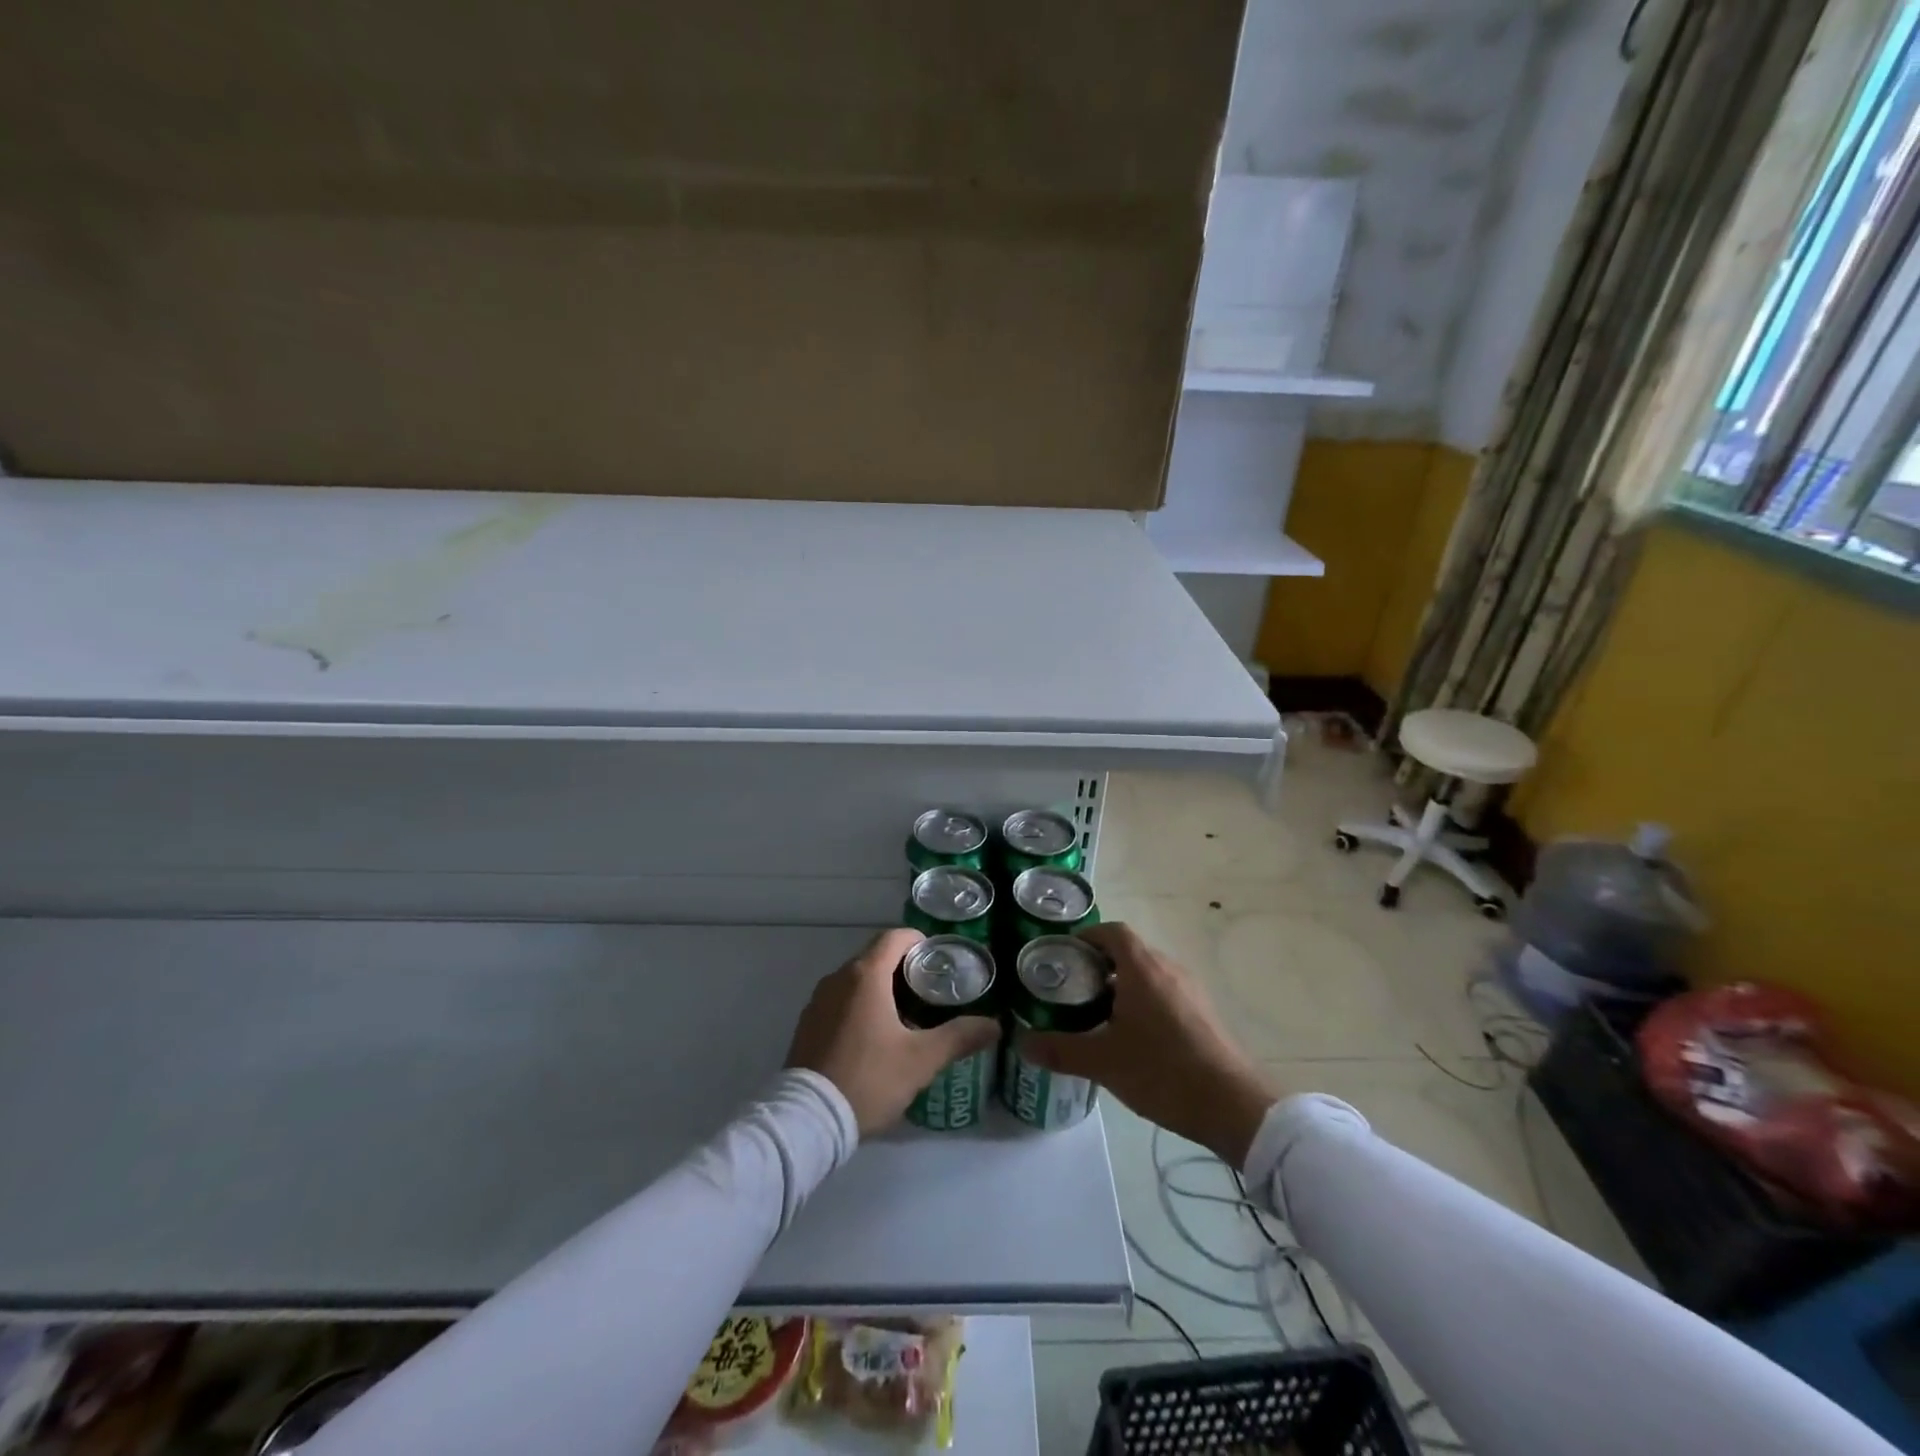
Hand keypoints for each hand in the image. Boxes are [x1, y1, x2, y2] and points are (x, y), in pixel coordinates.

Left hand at [785, 928, 1000, 1136]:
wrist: (808, 1119)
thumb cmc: (869, 1078)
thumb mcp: (921, 1060)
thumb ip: (959, 1037)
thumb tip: (994, 1025)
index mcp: (865, 975)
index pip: (896, 936)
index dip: (921, 942)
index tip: (941, 964)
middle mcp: (838, 978)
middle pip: (877, 956)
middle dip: (905, 968)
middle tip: (932, 993)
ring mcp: (818, 1000)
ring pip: (857, 979)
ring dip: (882, 988)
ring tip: (908, 1017)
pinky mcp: (808, 1023)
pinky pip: (841, 1000)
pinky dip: (861, 1006)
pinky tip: (875, 1038)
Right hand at [1015, 922, 1276, 1167]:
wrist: (1233, 1106)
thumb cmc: (1163, 1071)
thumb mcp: (1102, 1062)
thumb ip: (1059, 1049)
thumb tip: (1021, 1042)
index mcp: (1143, 968)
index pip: (1111, 931)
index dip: (1085, 938)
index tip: (1063, 958)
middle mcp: (1168, 968)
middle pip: (1128, 952)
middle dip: (1098, 966)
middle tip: (1072, 991)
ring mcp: (1190, 990)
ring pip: (1147, 974)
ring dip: (1121, 986)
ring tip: (1096, 1017)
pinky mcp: (1203, 1013)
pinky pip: (1165, 993)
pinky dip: (1143, 1002)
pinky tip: (1132, 1038)